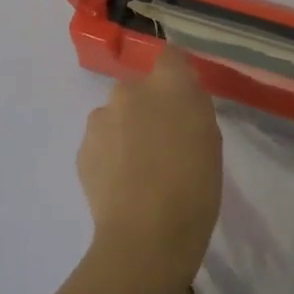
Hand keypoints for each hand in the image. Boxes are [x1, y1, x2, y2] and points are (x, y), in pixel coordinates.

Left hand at [77, 49, 222, 281]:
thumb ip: (193, 108)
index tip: (183, 97)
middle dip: (149, 106)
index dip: (176, 73)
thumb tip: (180, 100)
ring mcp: (100, 119)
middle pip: (139, 88)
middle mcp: (129, 91)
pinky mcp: (82, 149)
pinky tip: (122, 183)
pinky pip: (101, 141)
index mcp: (168, 85)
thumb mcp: (210, 140)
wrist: (146, 237)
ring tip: (139, 168)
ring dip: (126, 129)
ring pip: (116, 115)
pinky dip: (111, 154)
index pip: (170, 56)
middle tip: (163, 141)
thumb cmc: (194, 188)